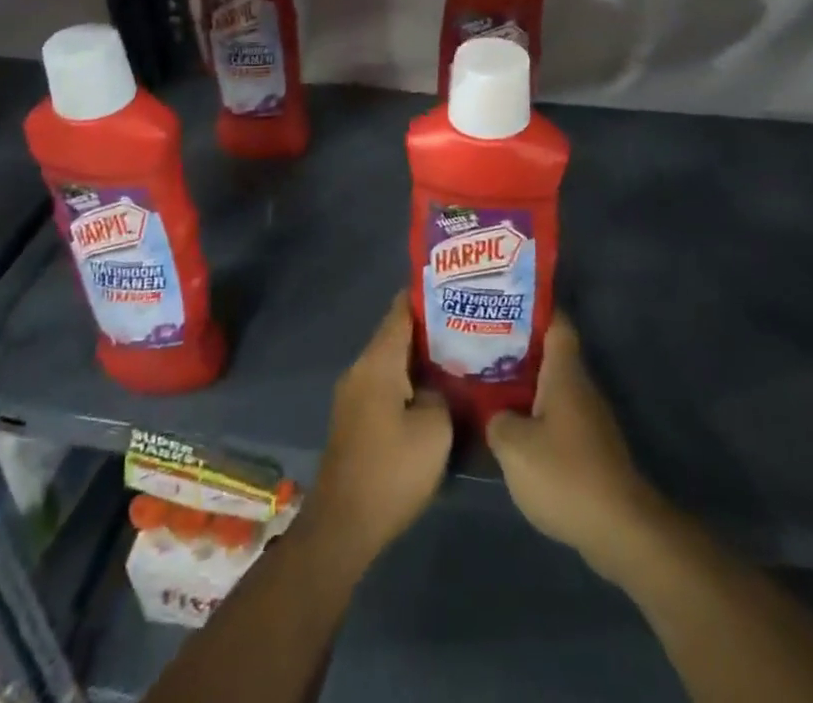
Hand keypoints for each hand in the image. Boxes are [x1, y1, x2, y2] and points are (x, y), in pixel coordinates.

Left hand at [301, 293, 451, 572]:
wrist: (343, 526)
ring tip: (459, 354)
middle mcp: (361, 369)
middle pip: (397, 334)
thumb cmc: (391, 471)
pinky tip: (435, 391)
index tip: (456, 286)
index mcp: (378, 361)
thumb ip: (440, 394)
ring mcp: (354, 394)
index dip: (427, 295)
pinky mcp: (356, 419)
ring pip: (392, 361)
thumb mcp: (434, 430)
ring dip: (420, 357)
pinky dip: (409, 380)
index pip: (401, 310)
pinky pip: (386, 384)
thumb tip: (436, 384)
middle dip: (430, 327)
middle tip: (468, 322)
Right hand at [486, 311, 669, 584]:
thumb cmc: (565, 474)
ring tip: (488, 381)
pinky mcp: (590, 448)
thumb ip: (497, 421)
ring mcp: (588, 418)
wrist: (619, 529)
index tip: (504, 301)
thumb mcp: (514, 446)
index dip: (533, 308)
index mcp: (565, 373)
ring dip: (524, 384)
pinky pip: (557, 417)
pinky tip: (511, 427)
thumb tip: (495, 414)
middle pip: (550, 354)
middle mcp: (580, 387)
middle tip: (481, 342)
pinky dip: (535, 415)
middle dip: (518, 347)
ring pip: (552, 387)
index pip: (556, 323)